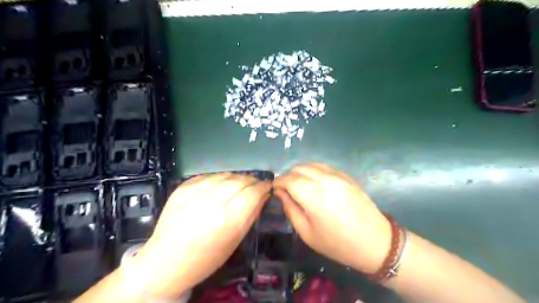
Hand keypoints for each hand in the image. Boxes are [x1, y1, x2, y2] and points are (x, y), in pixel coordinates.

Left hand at [132, 172, 271, 297]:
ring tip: (241, 185)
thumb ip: (251, 215)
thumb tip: (263, 196)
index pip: (252, 193)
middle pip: (239, 181)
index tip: (268, 186)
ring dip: (237, 178)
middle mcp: (209, 203)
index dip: (263, 187)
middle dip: (252, 180)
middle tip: (257, 185)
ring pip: (225, 175)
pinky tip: (222, 186)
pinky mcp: (182, 188)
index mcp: (225, 221)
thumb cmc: (205, 259)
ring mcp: (193, 193)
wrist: (165, 262)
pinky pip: (208, 176)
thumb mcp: (234, 241)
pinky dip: (220, 179)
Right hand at [274, 163, 392, 274]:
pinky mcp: (346, 176)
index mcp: (313, 195)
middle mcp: (324, 180)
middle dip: (288, 176)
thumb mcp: (307, 233)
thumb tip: (280, 193)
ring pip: (311, 164)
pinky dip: (313, 170)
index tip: (274, 189)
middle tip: (285, 188)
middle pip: (298, 168)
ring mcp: (337, 175)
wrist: (375, 242)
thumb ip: (291, 209)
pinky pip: (324, 167)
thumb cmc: (337, 243)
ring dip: (300, 171)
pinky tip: (313, 181)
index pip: (288, 179)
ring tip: (297, 184)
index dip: (278, 182)